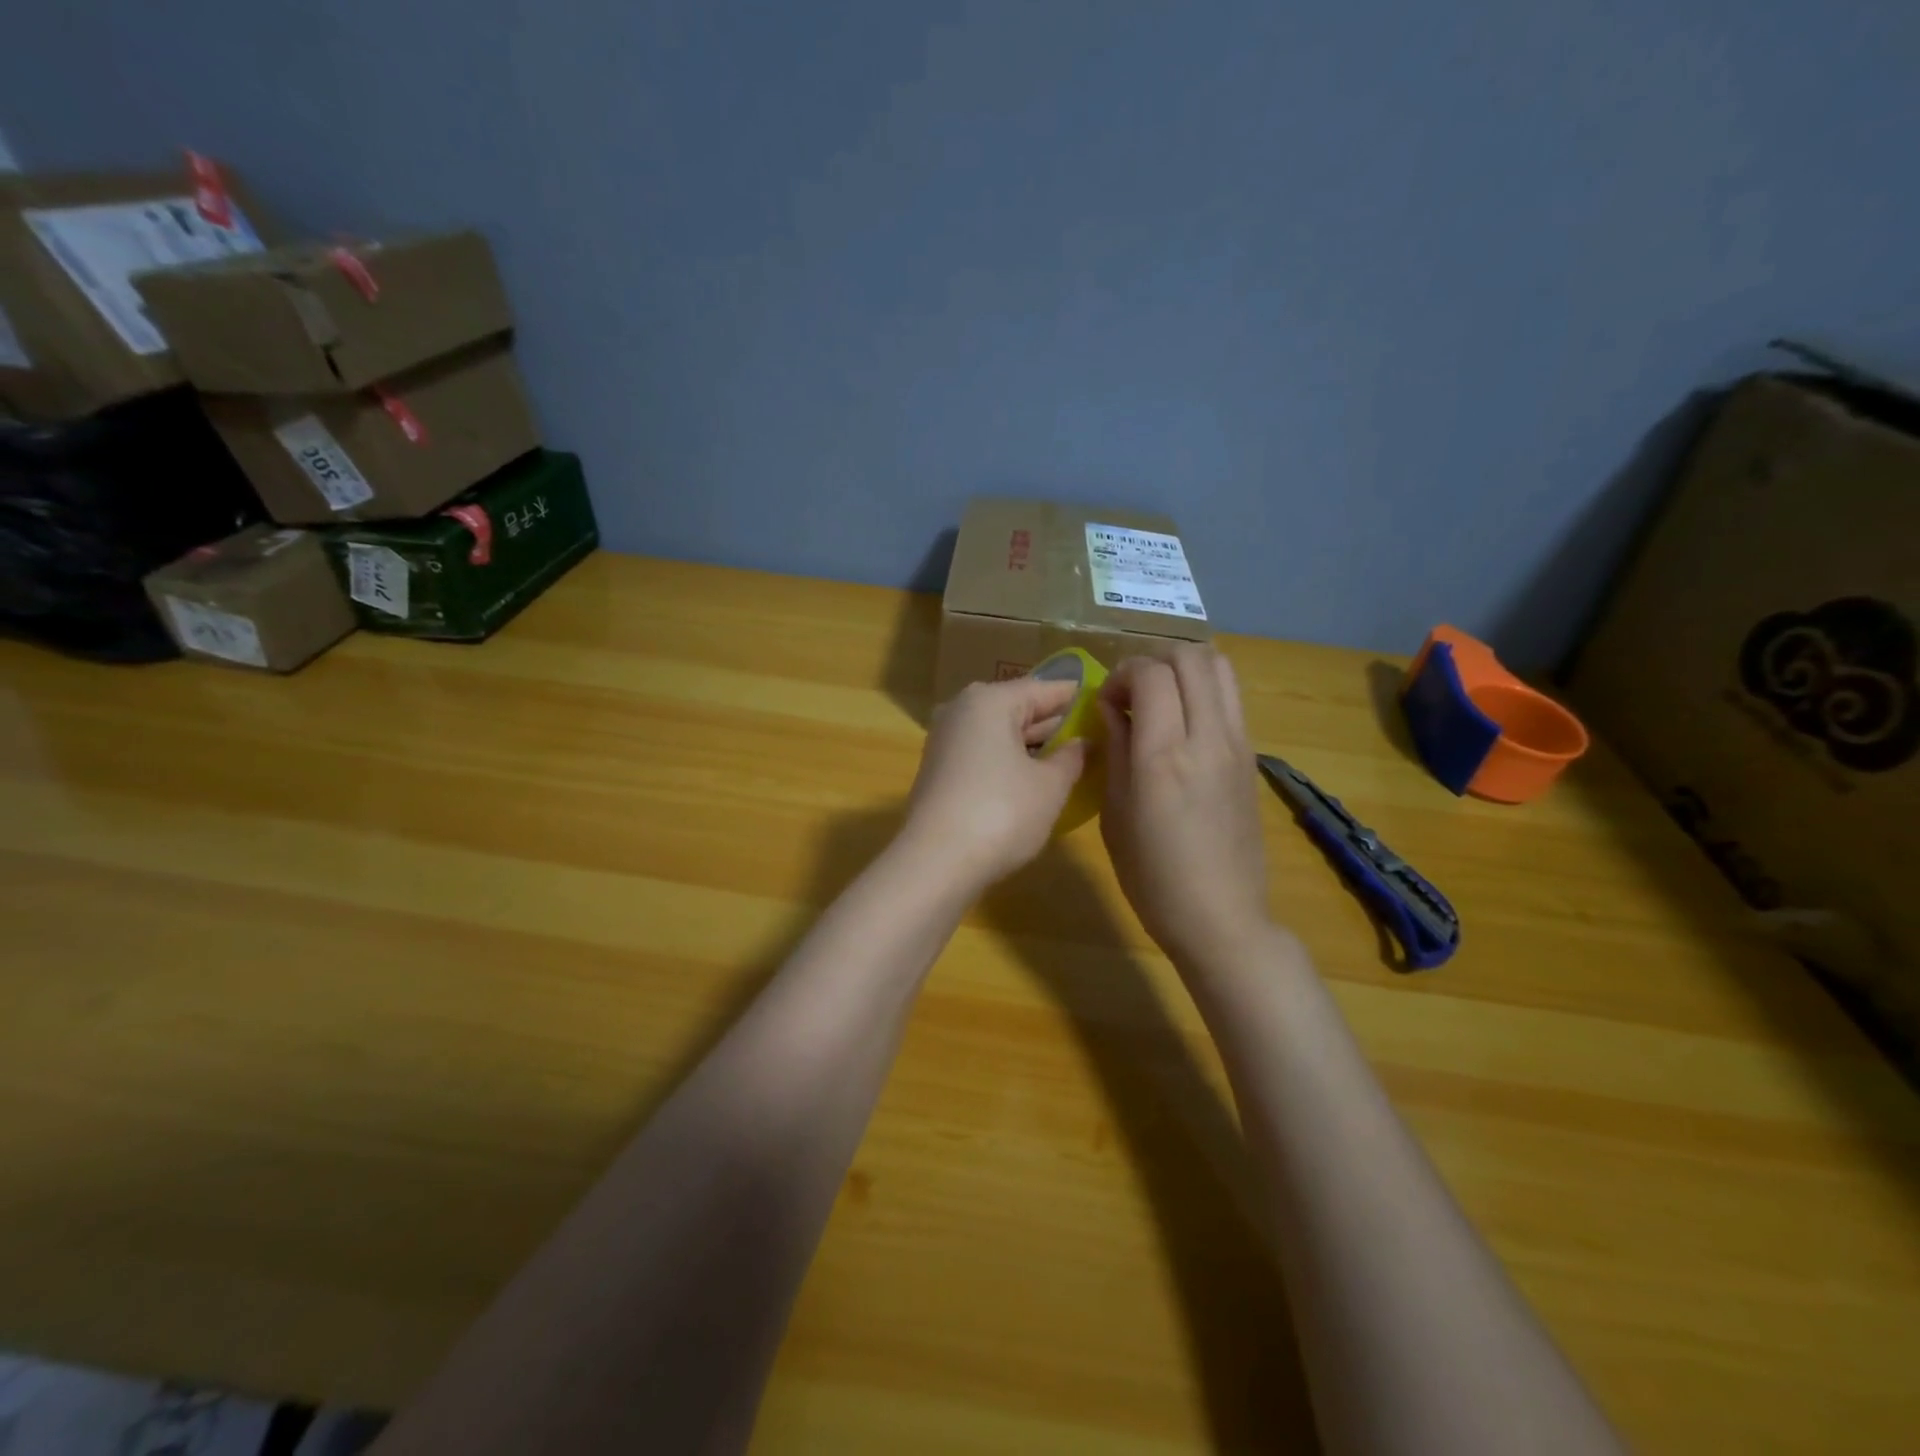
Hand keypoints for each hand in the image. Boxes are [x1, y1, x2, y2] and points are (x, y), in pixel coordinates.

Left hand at [902, 676, 1087, 890]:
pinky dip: (1009, 760)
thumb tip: (1082, 742)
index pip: (1045, 688)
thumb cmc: (1002, 813)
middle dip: (1054, 723)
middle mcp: (962, 710)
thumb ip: (1072, 757)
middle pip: (1019, 708)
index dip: (1077, 697)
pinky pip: (984, 753)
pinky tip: (1033, 778)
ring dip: (1032, 744)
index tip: (1105, 703)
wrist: (936, 862)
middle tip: (1093, 736)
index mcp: (990, 700)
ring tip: (1070, 759)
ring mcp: (945, 740)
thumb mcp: (1050, 786)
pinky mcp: (938, 769)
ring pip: (1000, 732)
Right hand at [1099, 646, 1271, 968]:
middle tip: (1131, 693)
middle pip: (1190, 655)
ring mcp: (1238, 744)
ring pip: (1220, 666)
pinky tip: (1183, 723)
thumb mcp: (1115, 813)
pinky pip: (1231, 697)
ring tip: (1160, 698)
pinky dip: (1204, 690)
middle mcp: (1208, 738)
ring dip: (1184, 668)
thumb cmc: (1152, 876)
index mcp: (1164, 756)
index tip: (1106, 703)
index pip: (1150, 673)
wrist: (1221, 917)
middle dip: (1152, 660)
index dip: (1121, 674)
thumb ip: (1115, 750)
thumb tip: (1112, 709)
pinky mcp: (1252, 756)